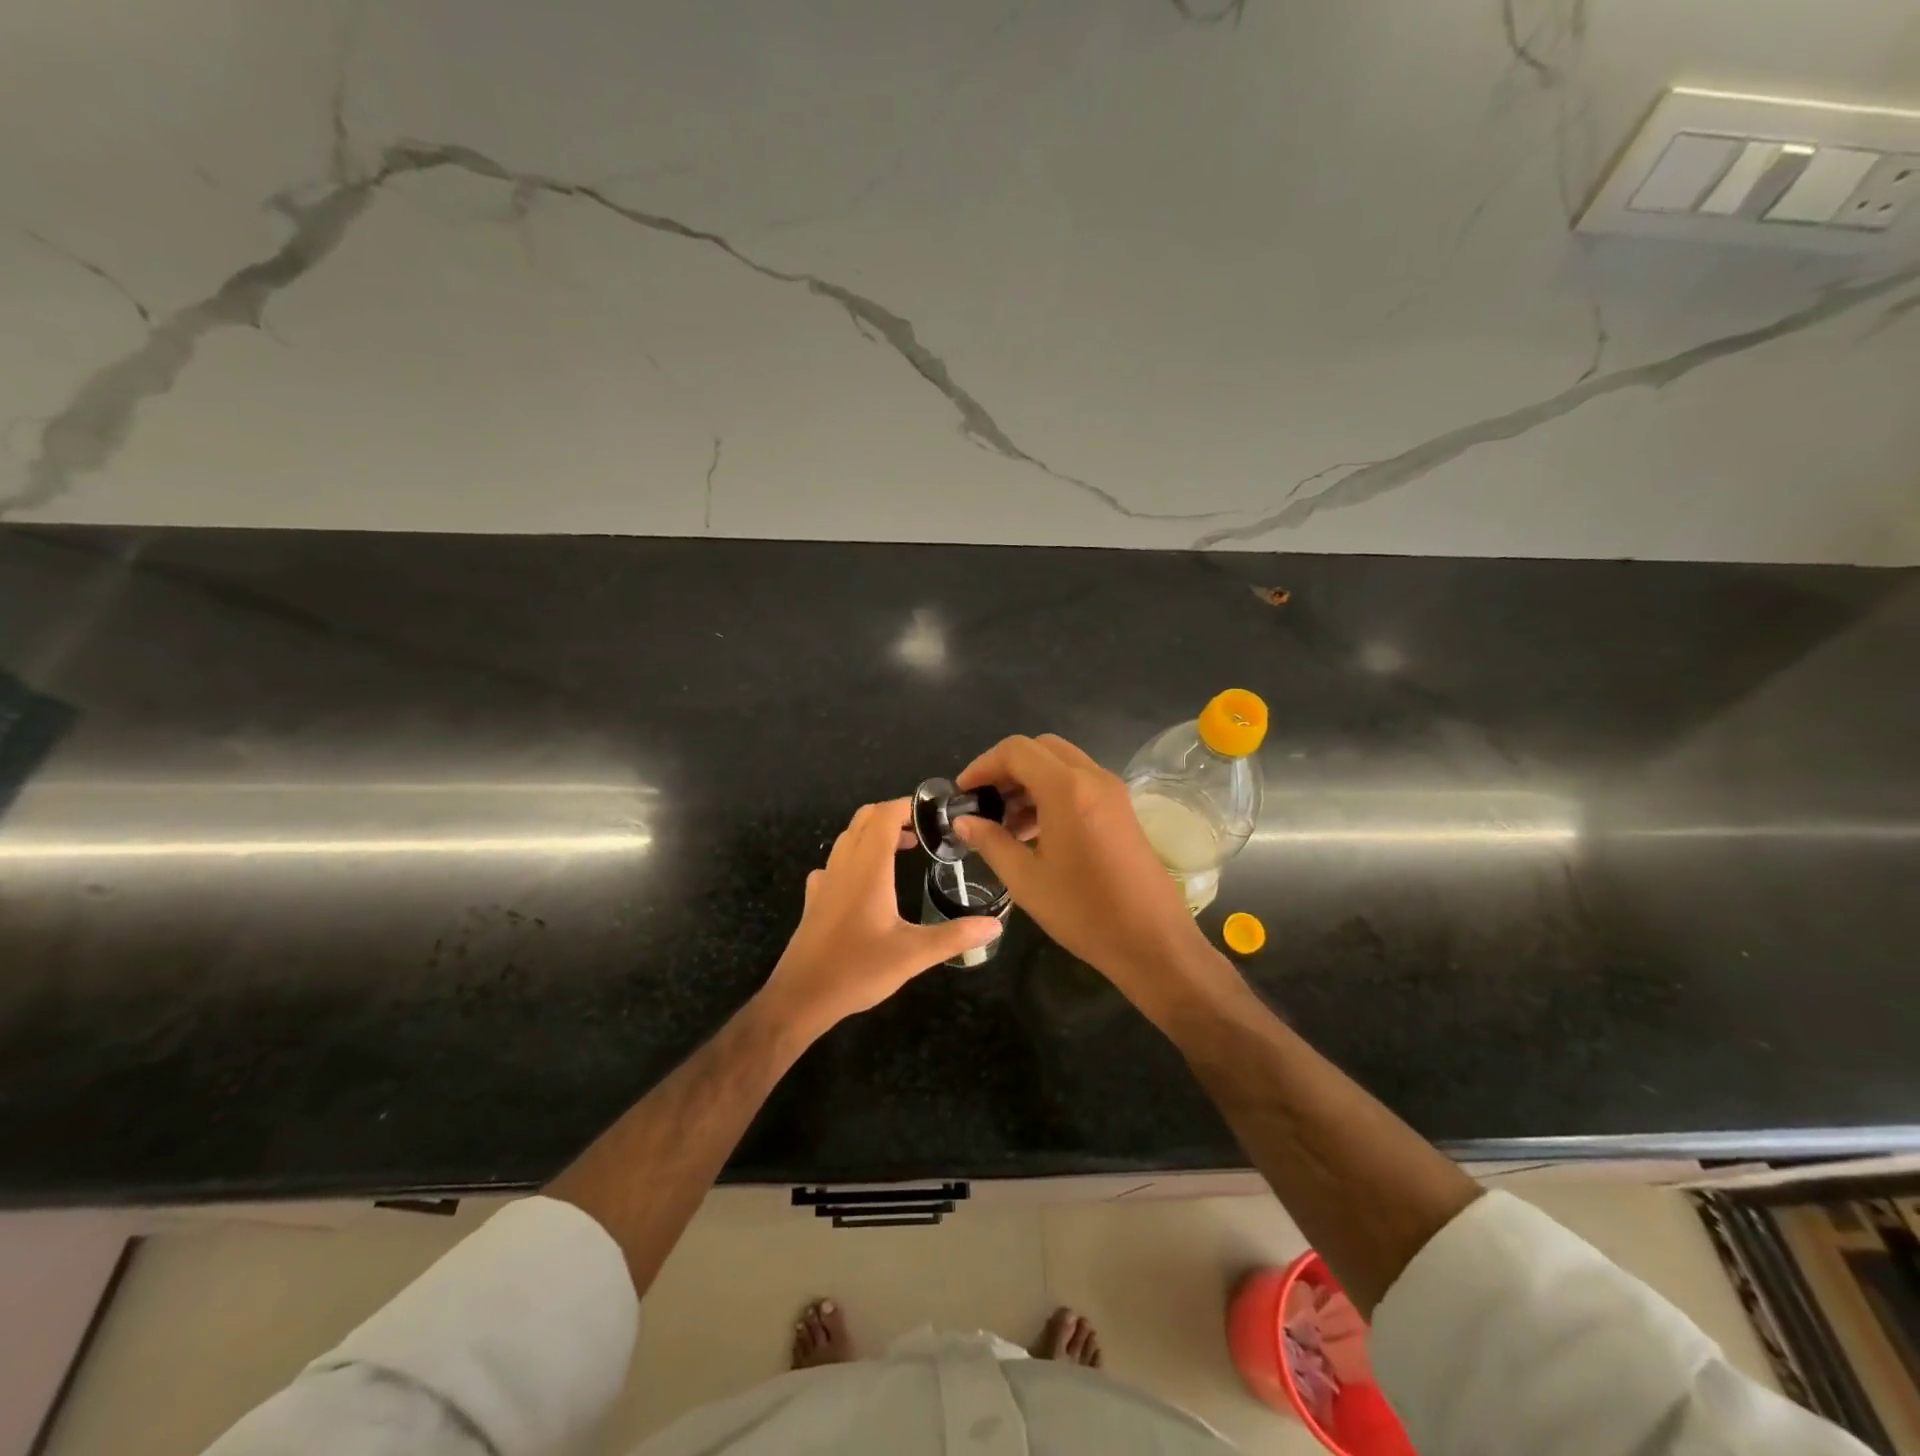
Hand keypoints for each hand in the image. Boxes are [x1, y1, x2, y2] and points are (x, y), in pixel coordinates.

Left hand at [760, 798, 1001, 1038]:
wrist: (801, 997)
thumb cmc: (858, 969)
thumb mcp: (913, 955)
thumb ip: (955, 936)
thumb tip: (994, 925)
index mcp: (868, 868)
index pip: (885, 815)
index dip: (909, 805)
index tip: (936, 813)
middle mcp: (844, 865)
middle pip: (865, 819)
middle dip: (894, 816)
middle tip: (924, 832)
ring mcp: (825, 881)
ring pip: (848, 838)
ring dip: (874, 834)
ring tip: (902, 851)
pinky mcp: (815, 900)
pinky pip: (835, 863)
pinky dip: (854, 857)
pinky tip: (866, 882)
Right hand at [954, 735, 1221, 1000]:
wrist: (1153, 941)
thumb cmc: (1084, 912)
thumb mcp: (1025, 879)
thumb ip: (990, 841)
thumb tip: (962, 820)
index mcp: (1067, 789)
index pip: (1016, 751)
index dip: (983, 765)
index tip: (963, 793)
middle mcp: (1092, 778)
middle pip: (1040, 749)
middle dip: (1006, 768)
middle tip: (984, 802)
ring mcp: (1112, 792)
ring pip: (1061, 764)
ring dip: (1029, 781)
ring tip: (1005, 823)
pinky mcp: (1121, 809)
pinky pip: (1080, 783)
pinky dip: (1051, 792)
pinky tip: (1035, 832)